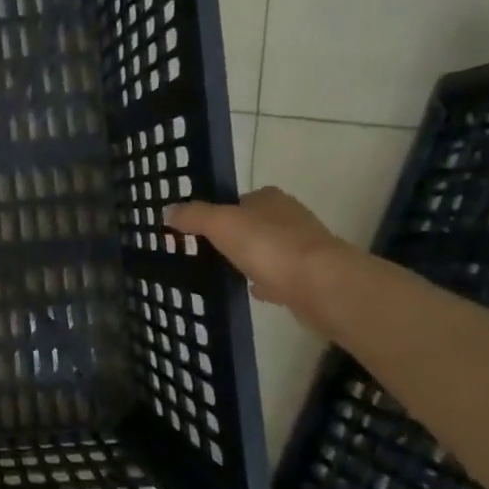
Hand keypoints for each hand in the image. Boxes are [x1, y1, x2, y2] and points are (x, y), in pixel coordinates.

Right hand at [165, 188, 352, 313]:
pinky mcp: (309, 277)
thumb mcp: (220, 223)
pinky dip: (264, 281)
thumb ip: (193, 216)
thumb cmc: (268, 246)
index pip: (239, 199)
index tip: (198, 229)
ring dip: (250, 258)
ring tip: (223, 271)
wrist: (320, 286)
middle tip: (205, 251)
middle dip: (233, 236)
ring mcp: (303, 248)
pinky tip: (249, 290)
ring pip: (267, 250)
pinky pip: (279, 276)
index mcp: (270, 199)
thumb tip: (168, 211)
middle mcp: (290, 217)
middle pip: (253, 224)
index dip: (218, 211)